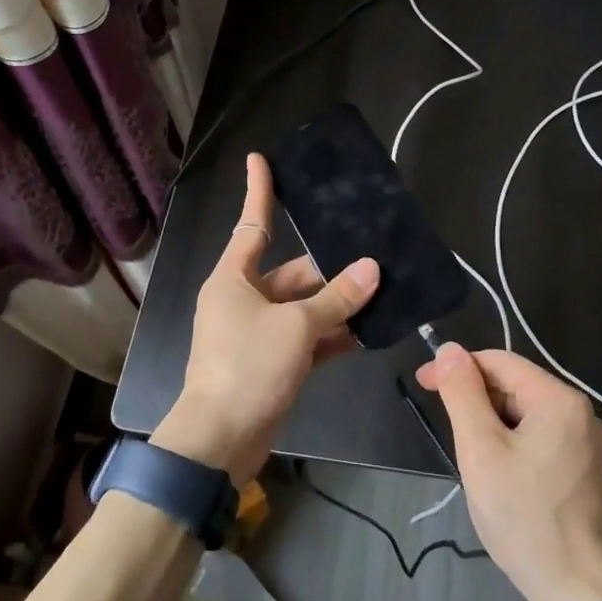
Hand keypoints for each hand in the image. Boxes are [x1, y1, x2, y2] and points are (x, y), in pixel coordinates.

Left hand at [154, 153, 378, 485]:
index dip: (259, 191)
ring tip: (381, 289)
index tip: (260, 158)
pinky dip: (332, 335)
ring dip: (336, 303)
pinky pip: (307, 339)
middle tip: (373, 255)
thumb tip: (371, 268)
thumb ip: (336, 299)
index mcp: (234, 279)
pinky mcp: (272, 363)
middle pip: (292, 273)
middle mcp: (243, 300)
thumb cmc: (247, 368)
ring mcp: (258, 334)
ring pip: (303, 307)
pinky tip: (368, 330)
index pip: (252, 224)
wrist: (220, 442)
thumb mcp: (295, 327)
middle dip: (330, 268)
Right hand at [416, 345, 601, 600]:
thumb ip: (463, 393)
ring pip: (525, 413)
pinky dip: (512, 443)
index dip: (458, 368)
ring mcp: (587, 442)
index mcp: (559, 399)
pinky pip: (540, 437)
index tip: (424, 384)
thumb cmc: (522, 514)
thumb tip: (449, 349)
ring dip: (492, 423)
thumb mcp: (480, 448)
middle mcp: (580, 412)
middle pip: (515, 386)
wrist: (573, 586)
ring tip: (471, 456)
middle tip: (447, 428)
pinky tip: (499, 472)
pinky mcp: (585, 469)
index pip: (499, 362)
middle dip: (476, 399)